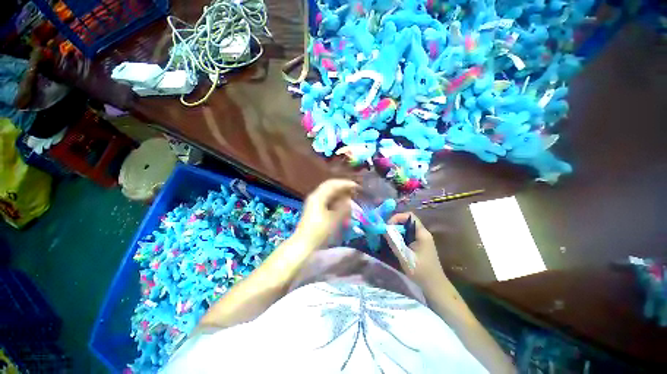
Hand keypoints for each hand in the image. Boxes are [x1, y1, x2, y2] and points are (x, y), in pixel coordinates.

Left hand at [294, 179, 358, 248]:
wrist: (303, 244)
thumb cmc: (319, 232)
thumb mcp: (334, 220)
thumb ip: (343, 208)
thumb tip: (349, 200)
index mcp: (318, 196)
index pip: (333, 184)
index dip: (345, 184)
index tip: (356, 186)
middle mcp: (315, 196)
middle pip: (330, 187)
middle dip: (343, 188)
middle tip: (354, 191)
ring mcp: (314, 202)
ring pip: (328, 193)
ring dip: (339, 194)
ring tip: (350, 197)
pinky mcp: (314, 209)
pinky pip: (327, 199)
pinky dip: (335, 200)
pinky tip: (342, 205)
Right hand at [385, 212, 446, 290]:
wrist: (435, 286)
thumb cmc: (421, 271)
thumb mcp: (405, 256)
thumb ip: (394, 242)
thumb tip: (384, 229)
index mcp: (422, 233)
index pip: (409, 216)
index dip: (397, 217)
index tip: (388, 226)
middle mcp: (423, 233)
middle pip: (407, 221)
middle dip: (395, 224)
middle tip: (385, 232)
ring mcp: (422, 239)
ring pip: (407, 228)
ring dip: (397, 231)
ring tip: (388, 237)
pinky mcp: (420, 245)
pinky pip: (408, 235)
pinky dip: (400, 236)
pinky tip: (395, 243)